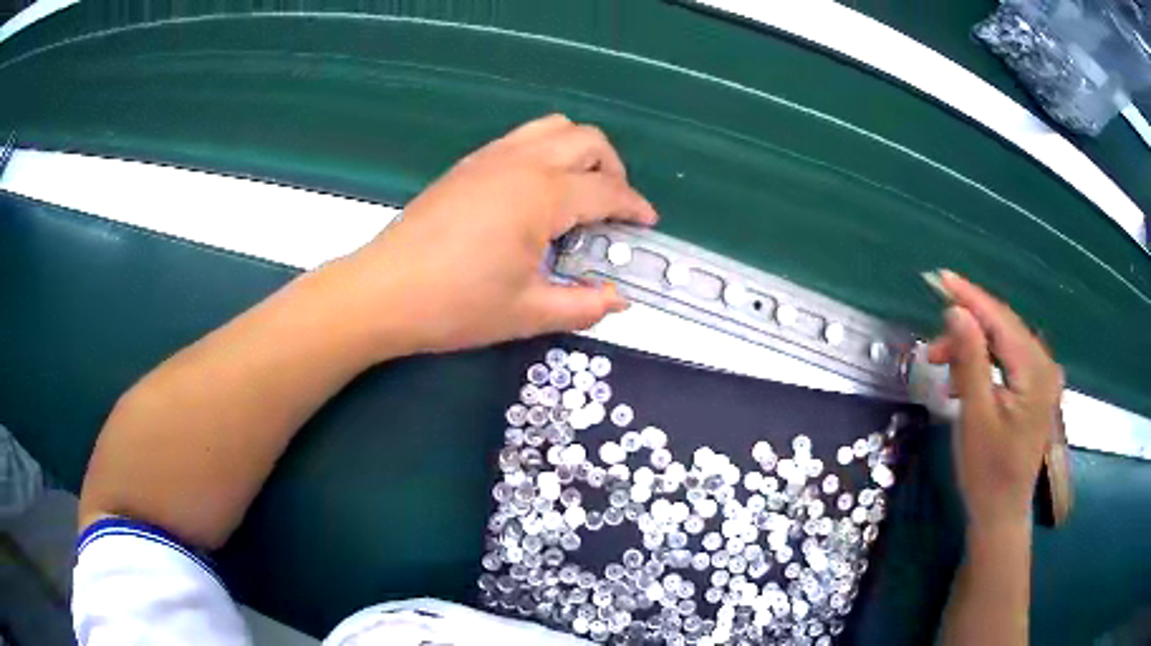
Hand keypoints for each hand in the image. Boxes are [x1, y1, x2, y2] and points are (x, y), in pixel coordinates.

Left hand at [337, 114, 657, 356]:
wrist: (383, 292)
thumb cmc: (455, 305)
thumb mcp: (527, 314)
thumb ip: (584, 305)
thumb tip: (620, 300)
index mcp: (542, 196)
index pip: (607, 189)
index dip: (634, 206)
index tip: (647, 224)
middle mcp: (522, 163)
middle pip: (587, 140)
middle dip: (614, 168)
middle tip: (614, 207)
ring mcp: (491, 157)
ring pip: (553, 127)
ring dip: (580, 151)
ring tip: (580, 190)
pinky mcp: (468, 164)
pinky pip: (522, 138)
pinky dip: (546, 151)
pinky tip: (536, 191)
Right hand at [927, 271, 1062, 529]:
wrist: (1001, 514)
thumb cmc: (987, 473)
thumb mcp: (975, 416)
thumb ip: (970, 360)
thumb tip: (956, 310)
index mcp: (1035, 370)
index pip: (1000, 319)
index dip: (969, 297)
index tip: (939, 279)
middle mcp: (1044, 365)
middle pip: (1003, 329)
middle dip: (966, 329)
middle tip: (932, 349)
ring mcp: (1041, 378)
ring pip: (1002, 344)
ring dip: (971, 350)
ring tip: (942, 371)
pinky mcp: (1034, 389)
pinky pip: (1006, 362)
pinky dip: (982, 365)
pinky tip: (962, 382)